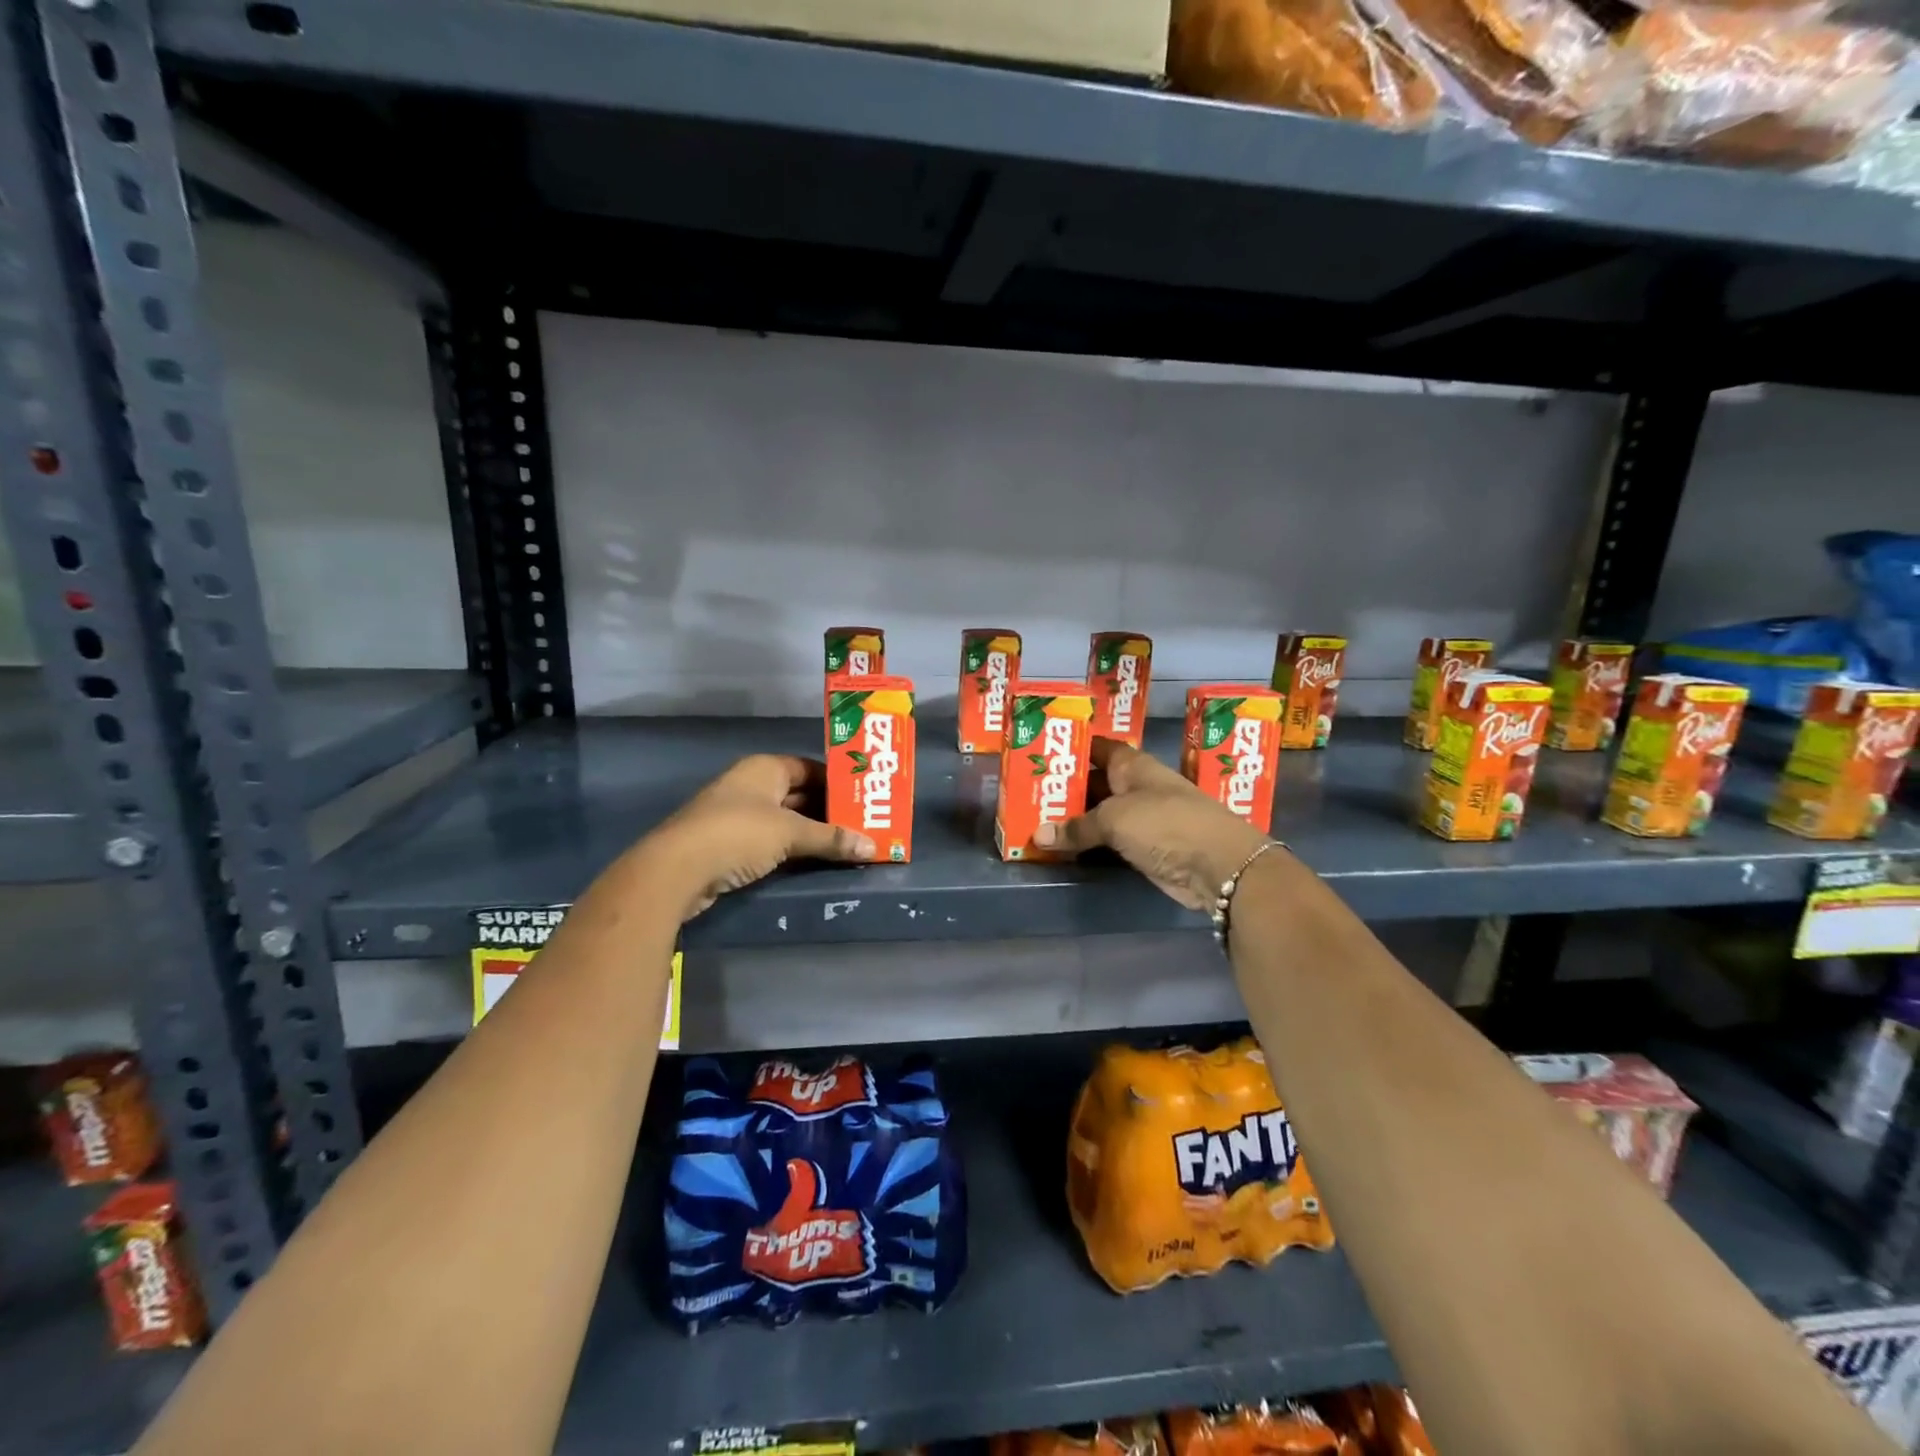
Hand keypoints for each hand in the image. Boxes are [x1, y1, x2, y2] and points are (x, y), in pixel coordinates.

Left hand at [644, 755, 874, 920]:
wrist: (676, 870)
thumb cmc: (738, 834)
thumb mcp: (791, 833)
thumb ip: (831, 838)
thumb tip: (873, 846)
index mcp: (764, 768)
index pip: (810, 768)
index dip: (837, 782)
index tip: (865, 799)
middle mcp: (751, 786)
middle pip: (799, 795)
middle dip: (829, 812)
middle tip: (863, 826)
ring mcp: (738, 816)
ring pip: (786, 821)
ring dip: (812, 834)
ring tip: (848, 846)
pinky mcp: (730, 845)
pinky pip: (772, 842)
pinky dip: (793, 850)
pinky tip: (816, 862)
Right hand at [1033, 739, 1271, 910]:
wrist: (1217, 866)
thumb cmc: (1165, 823)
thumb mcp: (1114, 819)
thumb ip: (1076, 827)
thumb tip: (1038, 835)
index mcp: (1131, 765)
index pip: (1096, 748)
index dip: (1070, 749)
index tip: (1039, 754)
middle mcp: (1134, 787)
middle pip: (1093, 783)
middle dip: (1063, 789)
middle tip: (1025, 794)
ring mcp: (1140, 818)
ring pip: (1097, 814)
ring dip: (1071, 820)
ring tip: (1033, 820)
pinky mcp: (1142, 847)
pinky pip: (1105, 841)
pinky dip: (1085, 843)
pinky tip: (1058, 847)